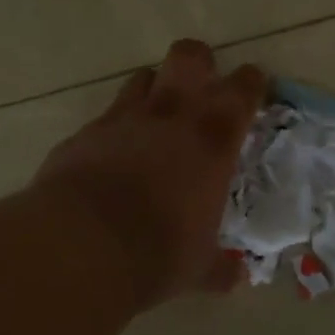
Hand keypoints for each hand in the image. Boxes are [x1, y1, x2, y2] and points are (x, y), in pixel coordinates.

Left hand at [35, 40, 265, 308]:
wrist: (81, 247)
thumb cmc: (157, 254)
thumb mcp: (198, 269)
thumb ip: (219, 268)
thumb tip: (236, 276)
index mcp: (212, 142)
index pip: (242, 91)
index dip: (251, 83)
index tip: (254, 84)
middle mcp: (170, 117)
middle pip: (189, 57)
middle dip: (200, 63)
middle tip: (203, 86)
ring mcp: (122, 120)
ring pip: (143, 77)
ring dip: (154, 89)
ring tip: (156, 115)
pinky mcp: (84, 134)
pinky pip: (106, 116)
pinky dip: (115, 127)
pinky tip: (113, 152)